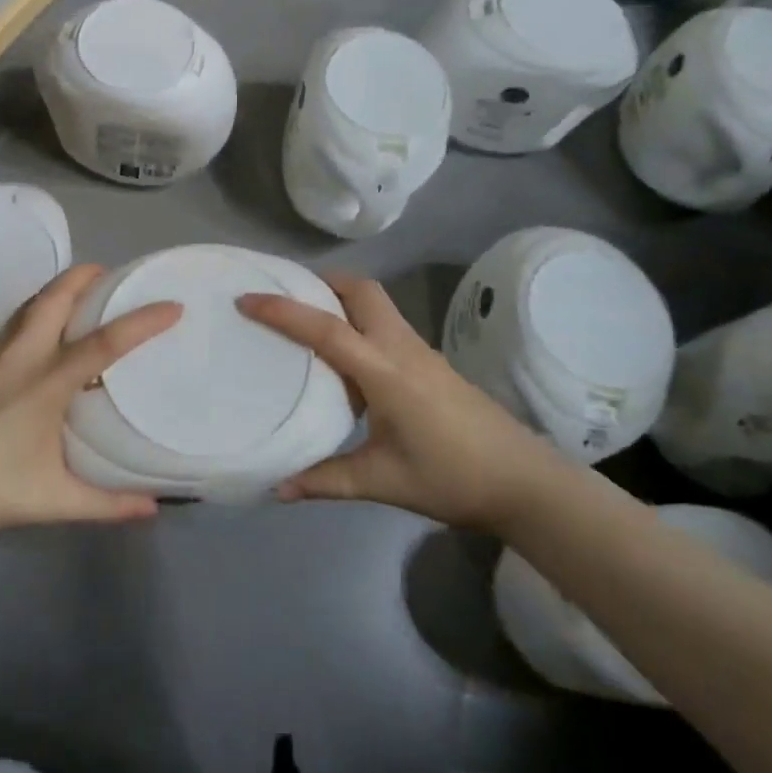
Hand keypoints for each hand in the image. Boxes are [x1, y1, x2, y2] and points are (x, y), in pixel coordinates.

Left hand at [0, 264, 180, 538]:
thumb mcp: (53, 500)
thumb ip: (106, 503)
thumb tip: (152, 508)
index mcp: (46, 383)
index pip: (104, 342)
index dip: (141, 321)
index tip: (172, 306)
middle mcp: (20, 357)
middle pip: (54, 298)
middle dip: (84, 276)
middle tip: (109, 274)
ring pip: (27, 307)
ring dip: (55, 291)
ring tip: (77, 294)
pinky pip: (9, 326)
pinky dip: (32, 315)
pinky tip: (36, 338)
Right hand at [237, 274, 561, 531]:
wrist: (524, 481)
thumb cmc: (452, 477)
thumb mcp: (383, 482)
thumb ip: (326, 480)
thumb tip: (275, 488)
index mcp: (385, 371)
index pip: (327, 328)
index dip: (283, 311)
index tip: (247, 299)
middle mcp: (400, 347)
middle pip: (360, 290)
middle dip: (321, 284)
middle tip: (286, 299)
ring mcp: (419, 350)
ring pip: (376, 302)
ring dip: (340, 299)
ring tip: (306, 320)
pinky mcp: (429, 361)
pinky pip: (385, 322)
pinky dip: (357, 321)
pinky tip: (345, 358)